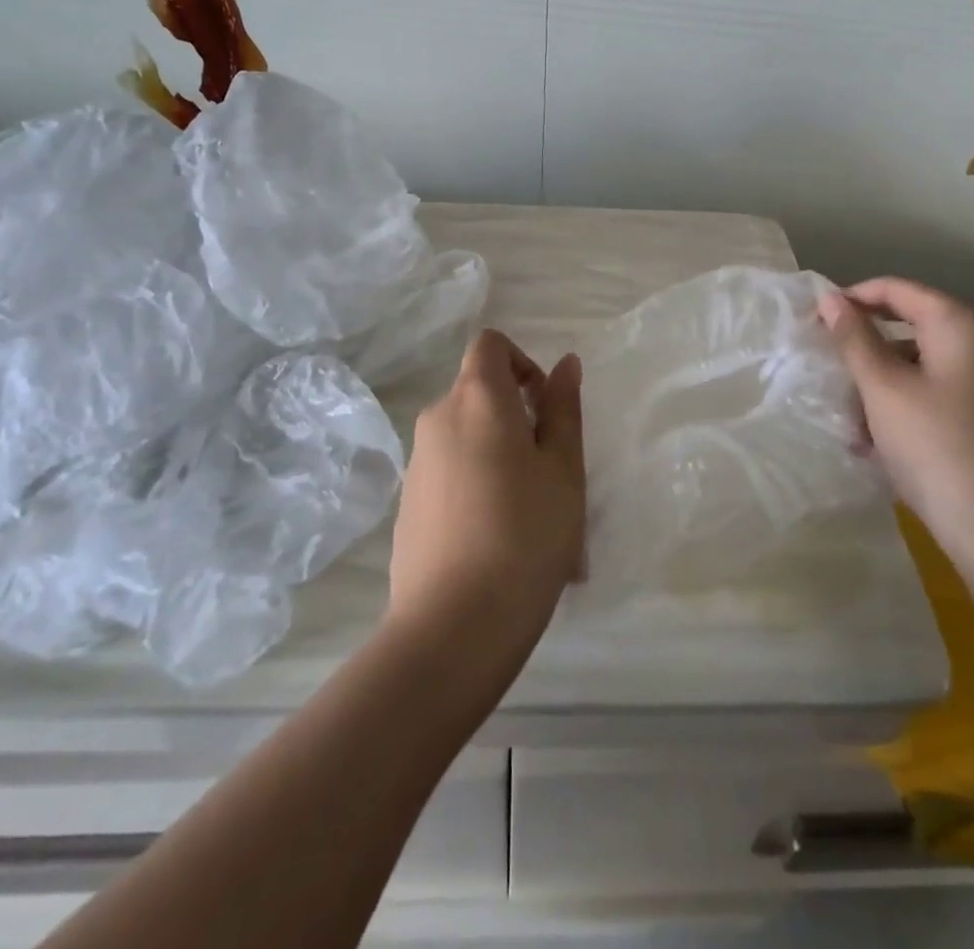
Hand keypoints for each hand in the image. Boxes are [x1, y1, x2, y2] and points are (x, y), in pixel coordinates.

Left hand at [389, 330, 584, 661]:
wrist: (452, 627)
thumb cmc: (525, 535)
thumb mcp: (563, 469)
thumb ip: (563, 409)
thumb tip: (565, 363)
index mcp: (477, 399)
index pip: (490, 345)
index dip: (522, 362)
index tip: (545, 407)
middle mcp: (438, 419)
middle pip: (480, 394)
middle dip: (519, 419)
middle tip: (553, 476)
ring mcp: (417, 463)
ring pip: (469, 440)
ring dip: (503, 460)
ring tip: (537, 524)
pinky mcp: (408, 504)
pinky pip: (452, 476)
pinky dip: (479, 489)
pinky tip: (502, 547)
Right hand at [818, 278, 973, 565]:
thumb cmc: (935, 446)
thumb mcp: (883, 388)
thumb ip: (854, 338)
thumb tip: (831, 298)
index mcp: (962, 325)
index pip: (898, 289)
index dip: (853, 298)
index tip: (814, 320)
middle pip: (910, 325)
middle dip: (865, 347)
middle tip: (828, 366)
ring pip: (918, 363)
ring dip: (878, 383)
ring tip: (849, 420)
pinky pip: (934, 392)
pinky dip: (902, 405)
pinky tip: (876, 441)